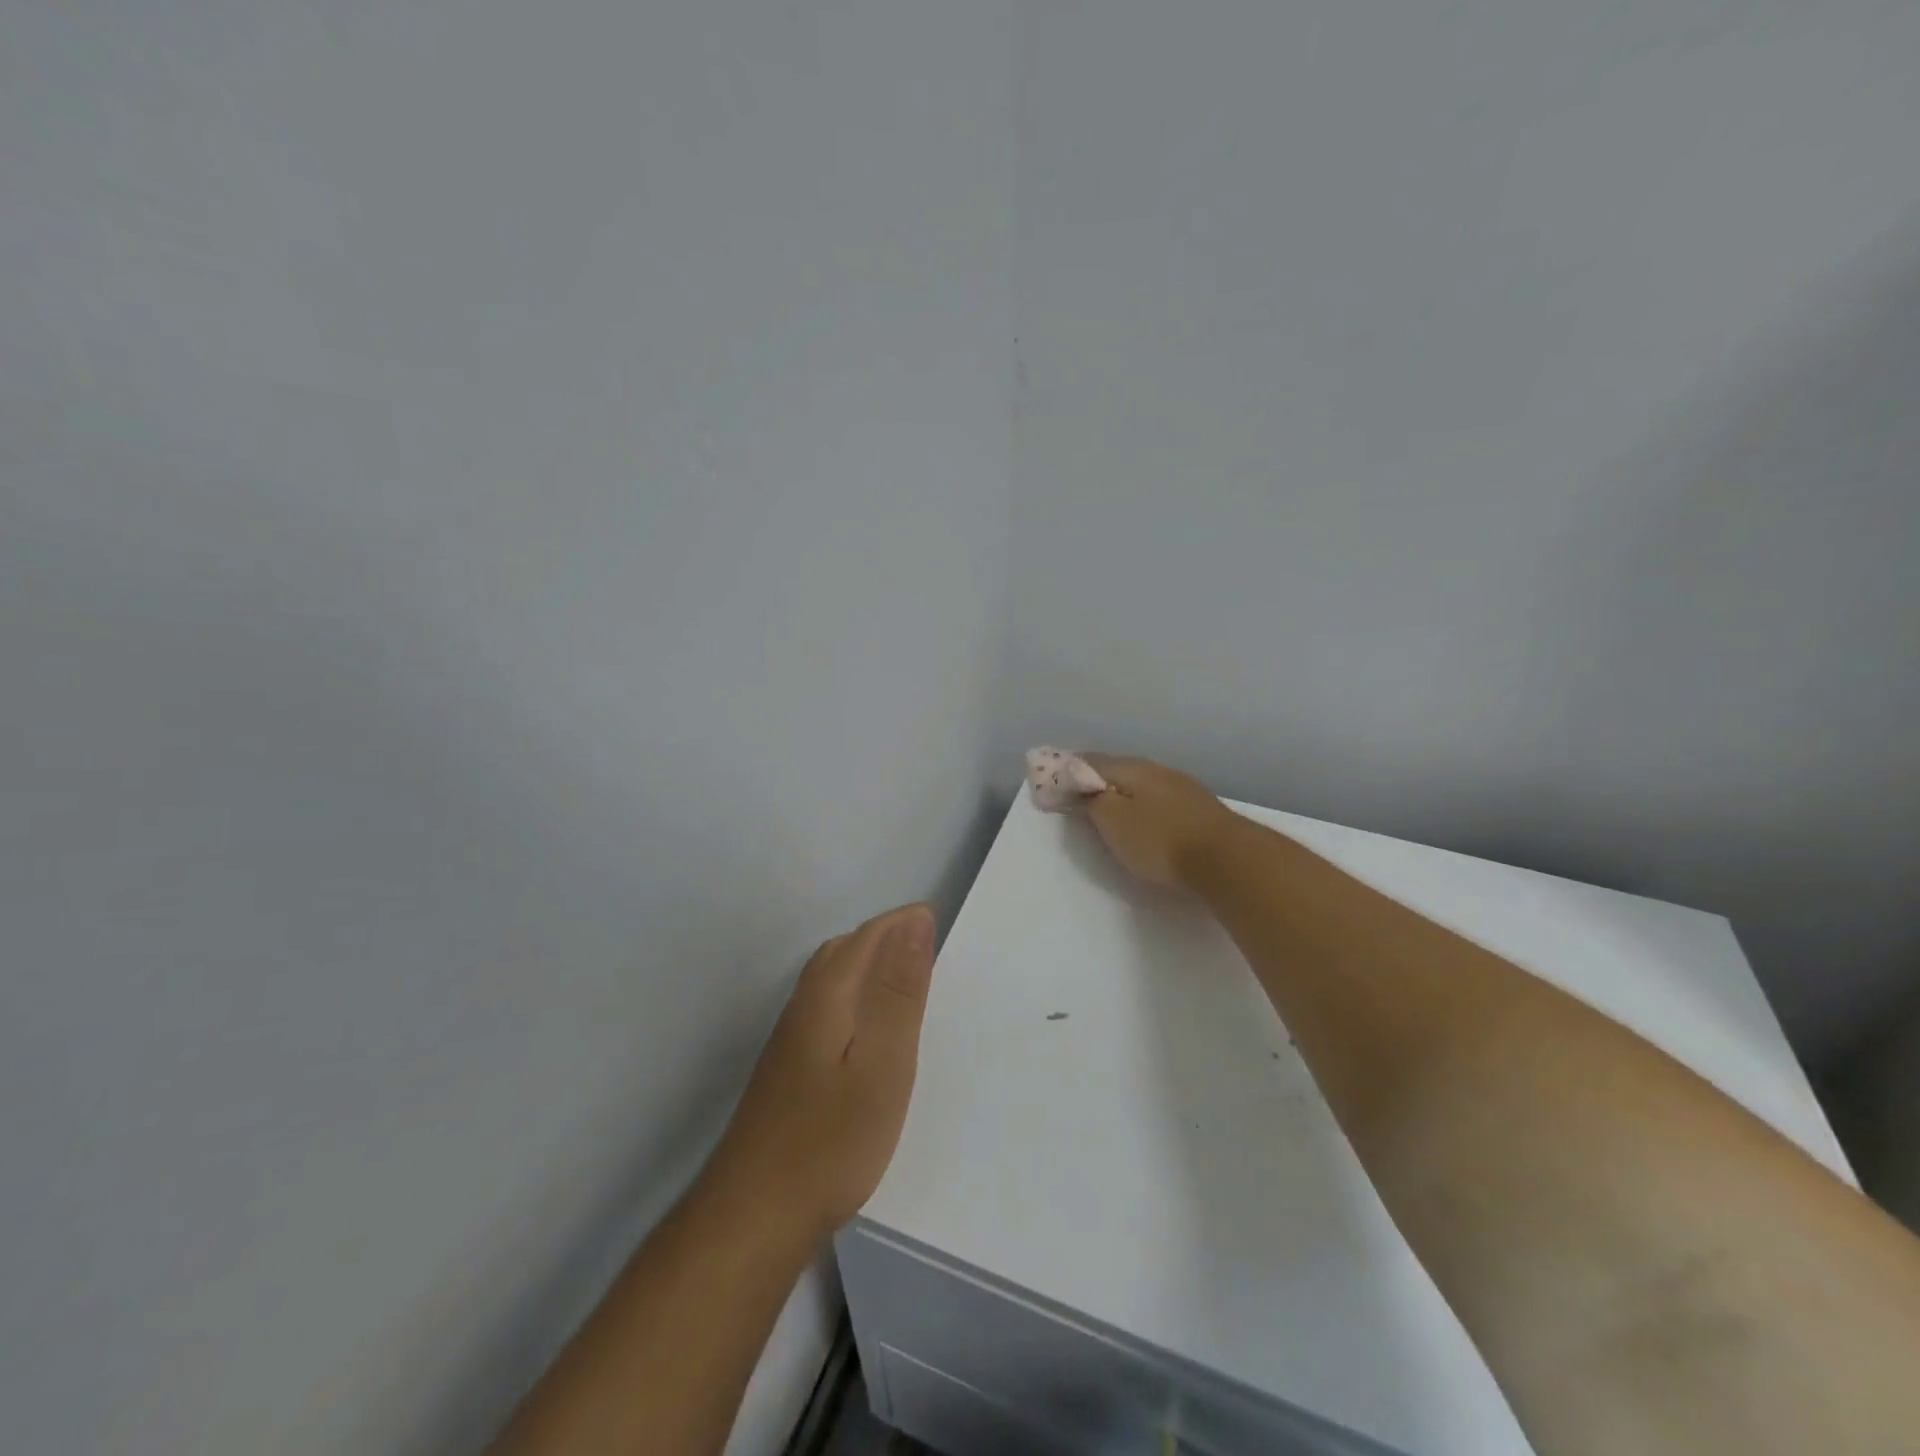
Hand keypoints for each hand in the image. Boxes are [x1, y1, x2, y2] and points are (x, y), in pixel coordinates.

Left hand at [703, 903, 936, 1240]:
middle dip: (886, 938)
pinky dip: (855, 999)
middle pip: (845, 950)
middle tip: (929, 949)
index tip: (939, 922)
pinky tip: (868, 1032)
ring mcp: (789, 1039)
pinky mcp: (786, 1070)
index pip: (869, 936)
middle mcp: (803, 1005)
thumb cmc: (831, 1138)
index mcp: (828, 993)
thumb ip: (900, 990)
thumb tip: (916, 920)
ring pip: (832, 979)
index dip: (904, 923)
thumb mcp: (883, 1061)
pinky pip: (826, 1008)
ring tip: (907, 983)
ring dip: (869, 967)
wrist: (753, 1216)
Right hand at [1079, 753, 1243, 890]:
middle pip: (1118, 769)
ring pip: (1142, 783)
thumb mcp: (1113, 822)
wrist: (1228, 859)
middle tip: (1078, 794)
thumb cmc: (1161, 841)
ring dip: (1122, 791)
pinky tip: (1145, 816)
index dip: (1069, 770)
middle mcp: (1157, 769)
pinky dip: (1144, 804)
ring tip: (1109, 806)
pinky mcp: (1200, 808)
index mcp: (1131, 768)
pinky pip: (1160, 798)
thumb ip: (1092, 800)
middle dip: (1097, 779)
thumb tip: (1080, 783)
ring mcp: (1182, 787)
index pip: (1090, 760)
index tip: (1054, 780)